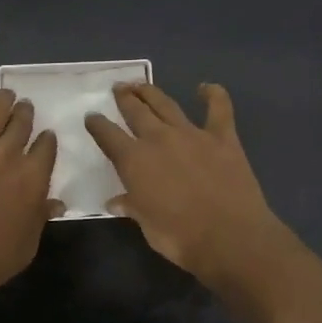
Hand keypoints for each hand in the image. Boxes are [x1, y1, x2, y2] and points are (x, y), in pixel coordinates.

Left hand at [0, 89, 63, 299]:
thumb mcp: (29, 242)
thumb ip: (41, 216)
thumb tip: (55, 204)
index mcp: (33, 175)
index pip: (47, 145)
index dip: (47, 140)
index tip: (45, 139)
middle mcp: (8, 153)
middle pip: (22, 121)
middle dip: (26, 113)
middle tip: (24, 110)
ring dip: (1, 100)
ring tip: (4, 96)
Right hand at [84, 82, 299, 299]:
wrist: (230, 237)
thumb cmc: (180, 237)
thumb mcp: (146, 225)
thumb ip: (132, 207)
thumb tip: (116, 202)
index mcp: (134, 160)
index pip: (108, 135)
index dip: (97, 124)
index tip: (91, 117)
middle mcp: (159, 139)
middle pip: (135, 111)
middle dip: (124, 98)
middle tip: (119, 88)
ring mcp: (192, 134)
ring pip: (166, 104)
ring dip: (151, 92)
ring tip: (141, 84)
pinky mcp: (223, 137)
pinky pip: (218, 109)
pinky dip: (213, 95)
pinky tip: (206, 88)